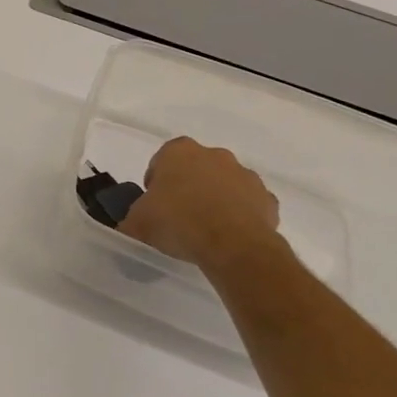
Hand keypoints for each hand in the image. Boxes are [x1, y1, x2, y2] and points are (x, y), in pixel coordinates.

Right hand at [120, 137, 281, 271]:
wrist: (233, 245)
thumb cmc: (178, 222)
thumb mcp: (137, 223)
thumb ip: (131, 219)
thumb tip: (130, 226)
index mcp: (179, 151)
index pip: (162, 159)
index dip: (156, 181)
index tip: (154, 202)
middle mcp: (214, 155)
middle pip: (196, 168)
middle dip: (188, 186)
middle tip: (178, 215)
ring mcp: (245, 175)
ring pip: (225, 184)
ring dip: (216, 199)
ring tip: (205, 229)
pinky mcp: (267, 199)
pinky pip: (248, 204)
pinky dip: (240, 215)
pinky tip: (229, 236)